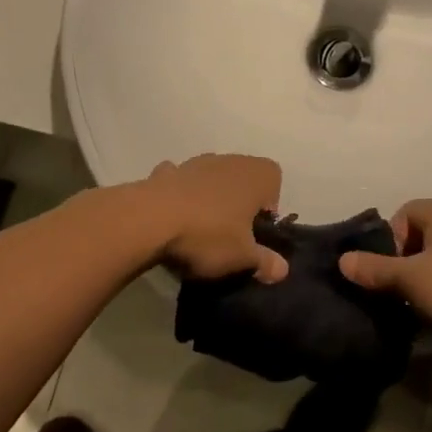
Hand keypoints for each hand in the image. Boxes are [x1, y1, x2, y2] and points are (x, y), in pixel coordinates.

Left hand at [141, 155, 287, 282]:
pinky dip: (179, 196)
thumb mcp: (242, 257)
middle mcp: (229, 160)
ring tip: (199, 230)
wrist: (149, 220)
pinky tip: (172, 217)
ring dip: (209, 197)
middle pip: (242, 179)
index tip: (255, 232)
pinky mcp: (165, 172)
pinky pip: (180, 183)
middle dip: (239, 203)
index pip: (274, 180)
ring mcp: (195, 163)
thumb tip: (282, 270)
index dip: (268, 206)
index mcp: (256, 174)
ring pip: (211, 178)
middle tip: (230, 235)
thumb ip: (265, 262)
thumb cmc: (208, 235)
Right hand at [339, 200, 431, 341]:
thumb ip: (373, 269)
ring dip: (425, 280)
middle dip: (404, 263)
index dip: (389, 241)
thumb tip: (343, 260)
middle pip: (421, 236)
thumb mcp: (408, 280)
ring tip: (419, 307)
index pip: (404, 213)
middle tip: (399, 291)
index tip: (388, 271)